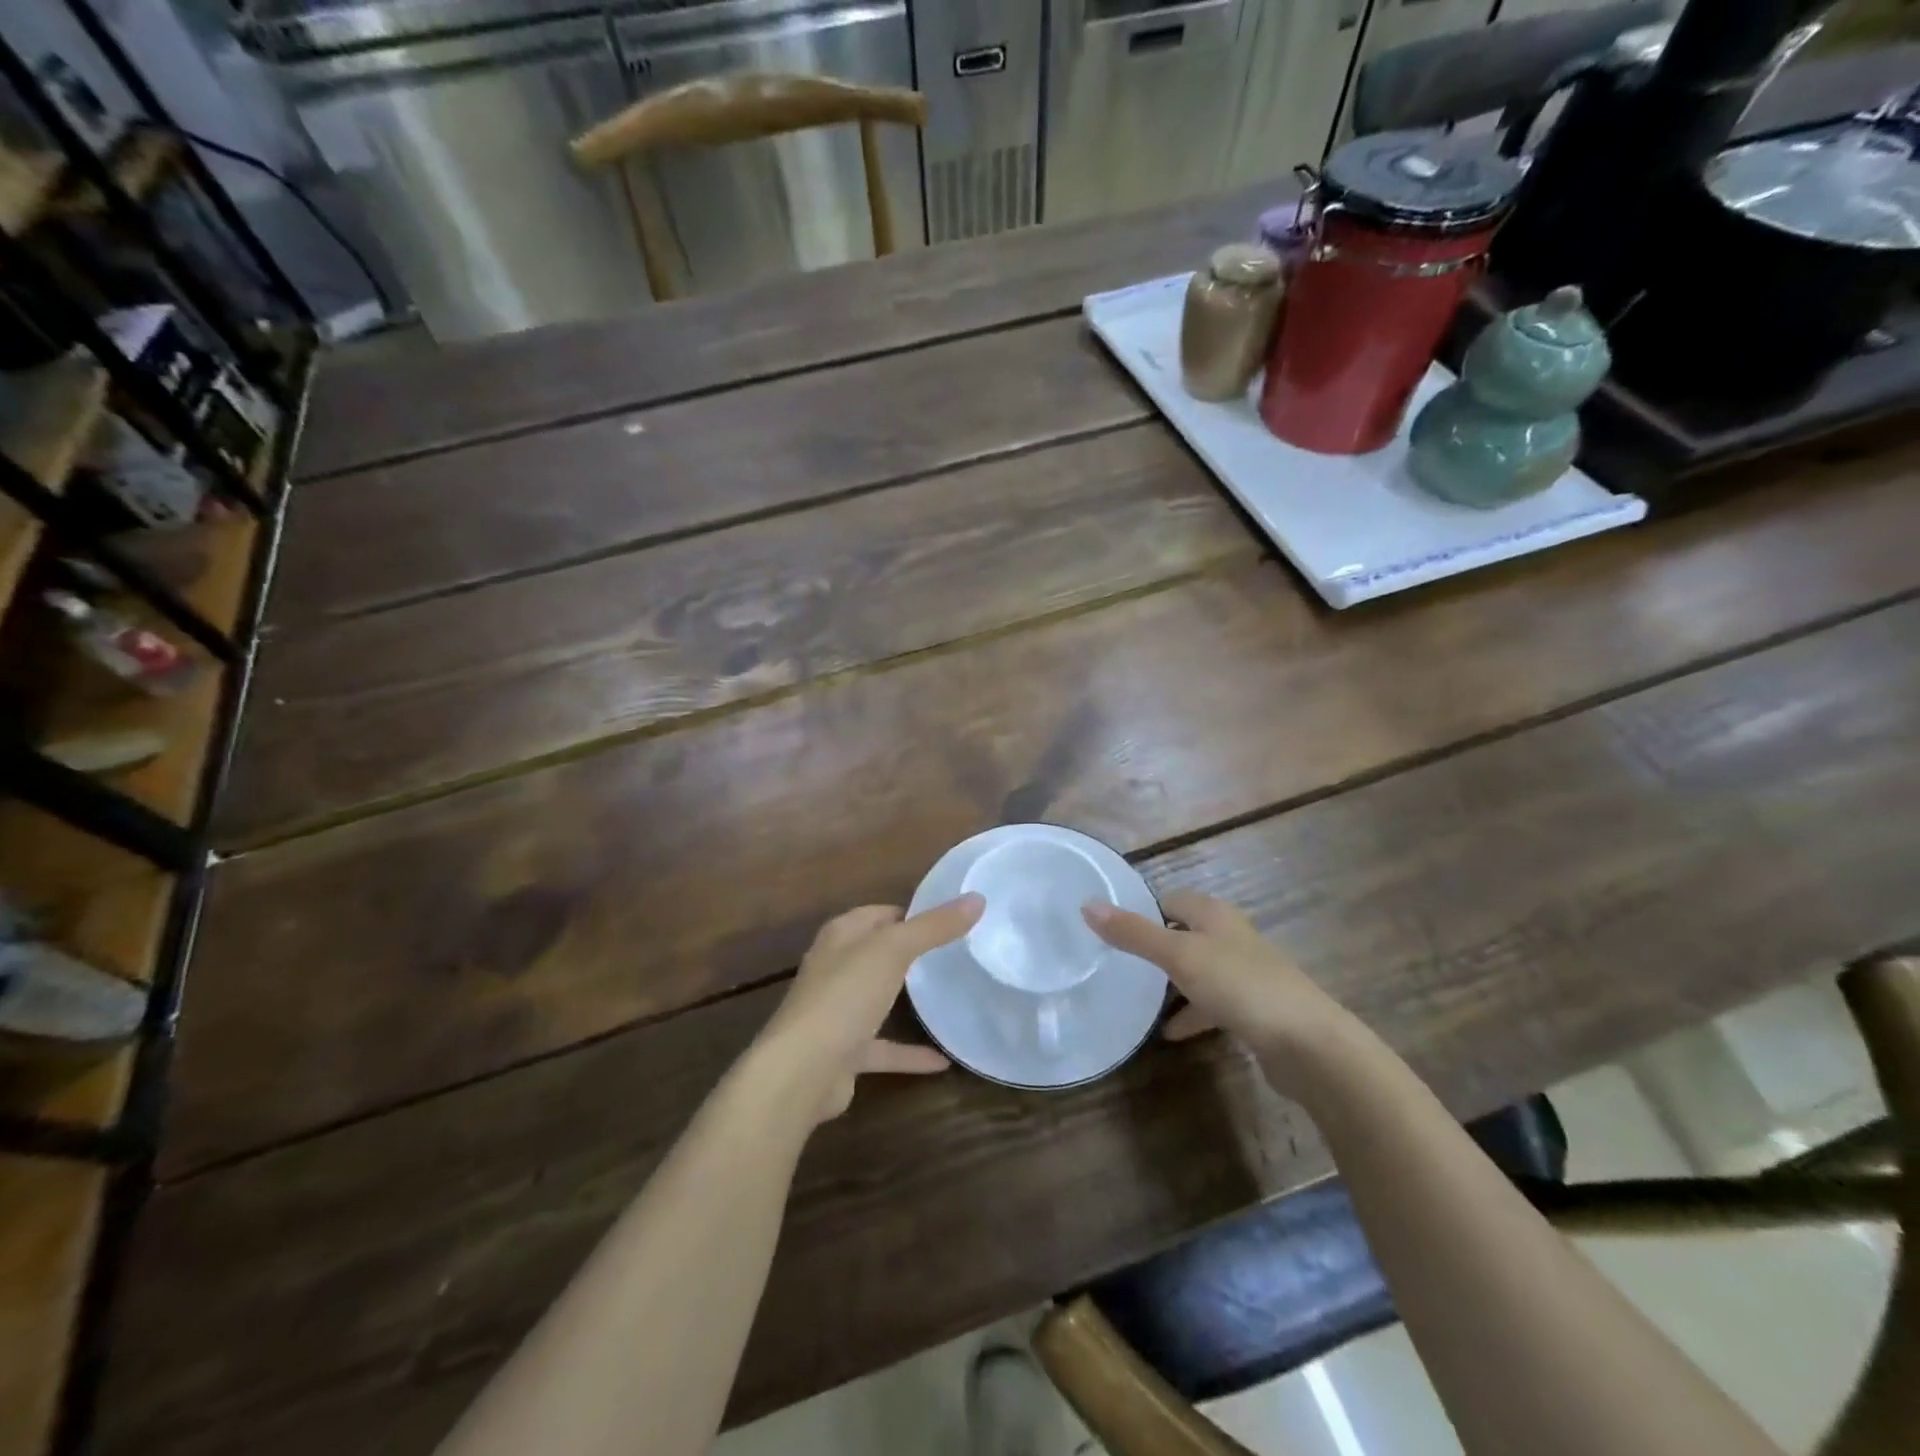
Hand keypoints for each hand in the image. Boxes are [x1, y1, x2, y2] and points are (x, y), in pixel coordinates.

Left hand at [757, 895, 982, 1123]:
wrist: (802, 1071)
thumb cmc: (845, 995)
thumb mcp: (894, 950)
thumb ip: (934, 926)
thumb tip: (977, 898)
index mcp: (841, 936)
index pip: (879, 913)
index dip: (911, 912)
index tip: (950, 918)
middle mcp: (835, 969)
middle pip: (877, 954)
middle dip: (909, 953)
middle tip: (955, 954)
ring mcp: (837, 1012)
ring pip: (878, 999)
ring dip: (905, 1000)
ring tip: (947, 998)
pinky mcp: (844, 1052)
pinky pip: (883, 1047)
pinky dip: (910, 1053)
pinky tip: (943, 1061)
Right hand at [1082, 892, 1356, 1082]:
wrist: (1308, 1044)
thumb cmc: (1240, 986)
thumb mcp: (1179, 956)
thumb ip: (1134, 933)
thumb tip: (1087, 904)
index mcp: (1214, 915)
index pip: (1169, 900)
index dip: (1142, 911)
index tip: (1110, 929)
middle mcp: (1230, 937)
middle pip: (1183, 933)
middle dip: (1154, 947)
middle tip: (1117, 963)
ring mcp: (1245, 973)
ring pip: (1197, 969)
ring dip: (1171, 982)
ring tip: (1137, 997)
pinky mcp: (1253, 1008)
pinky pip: (1212, 1003)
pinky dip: (1191, 1014)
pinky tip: (1170, 1033)